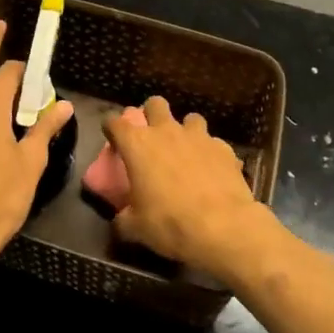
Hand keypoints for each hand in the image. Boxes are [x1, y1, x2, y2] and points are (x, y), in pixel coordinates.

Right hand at [100, 97, 277, 281]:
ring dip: (185, 131)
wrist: (223, 227)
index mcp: (138, 145)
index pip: (115, 122)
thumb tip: (120, 220)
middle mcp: (166, 132)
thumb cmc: (170, 223)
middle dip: (151, 114)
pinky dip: (210, 153)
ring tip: (187, 152)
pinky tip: (212, 171)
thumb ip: (123, 218)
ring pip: (190, 118)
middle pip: (155, 104)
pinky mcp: (223, 148)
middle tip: (152, 136)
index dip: (111, 127)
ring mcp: (198, 137)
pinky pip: (213, 143)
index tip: (112, 137)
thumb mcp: (136, 228)